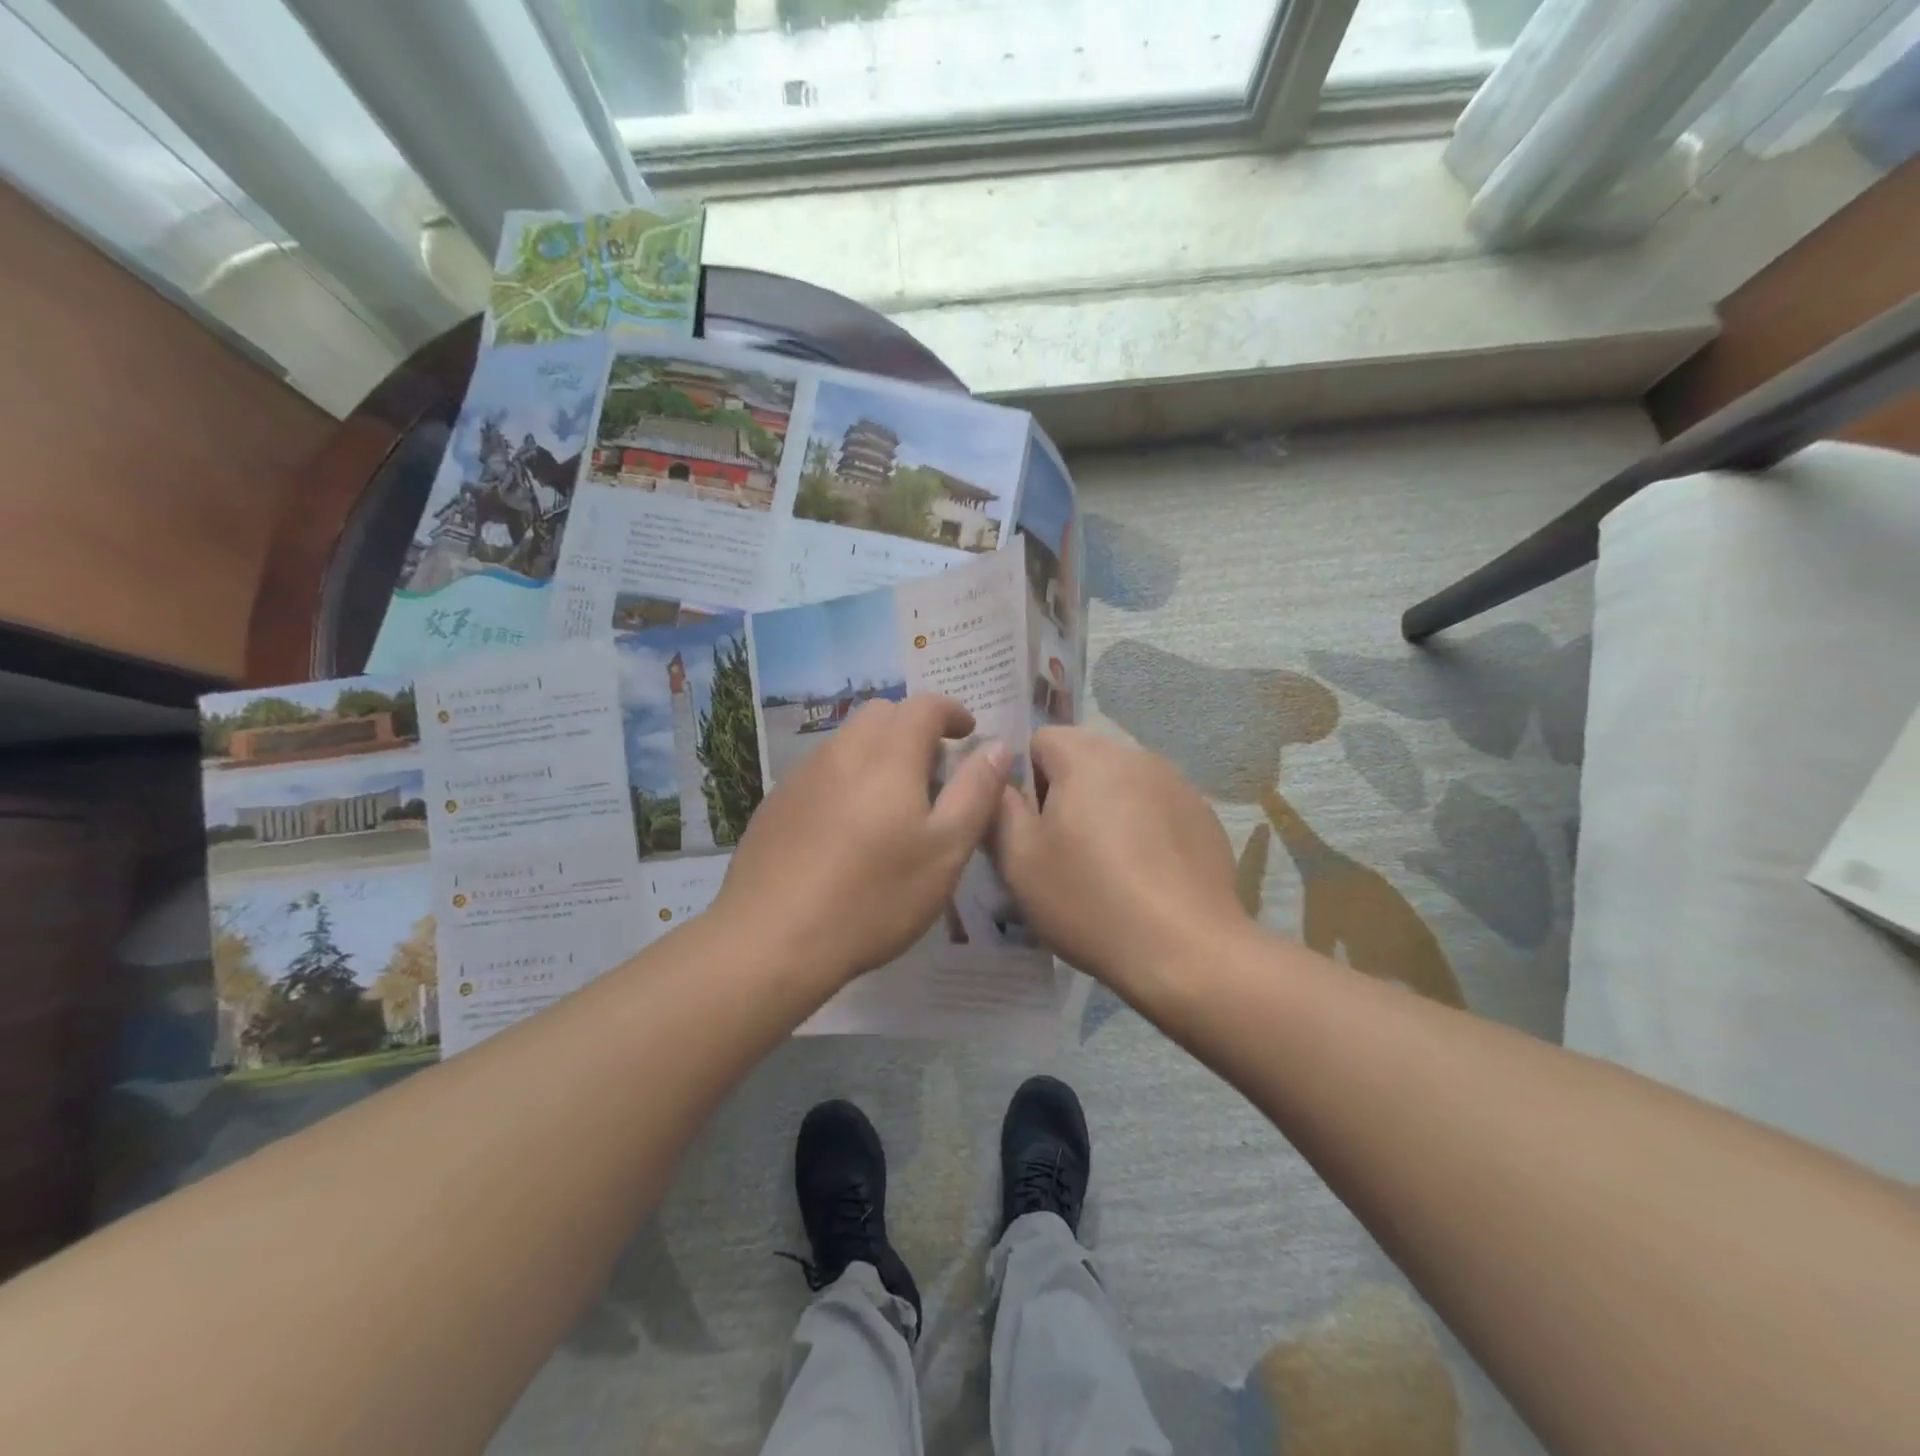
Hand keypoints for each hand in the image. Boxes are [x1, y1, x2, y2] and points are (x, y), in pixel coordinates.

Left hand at [715, 694, 1011, 987]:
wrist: (771, 939)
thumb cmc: (874, 896)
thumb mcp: (945, 851)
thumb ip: (976, 792)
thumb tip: (996, 747)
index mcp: (888, 755)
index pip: (925, 706)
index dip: (952, 712)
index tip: (969, 732)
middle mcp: (842, 751)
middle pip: (881, 714)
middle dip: (913, 728)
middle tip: (933, 770)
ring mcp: (802, 775)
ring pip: (848, 741)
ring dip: (878, 752)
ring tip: (893, 802)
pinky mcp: (776, 803)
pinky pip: (821, 770)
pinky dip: (846, 777)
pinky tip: (847, 828)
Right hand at [993, 726, 1247, 1002]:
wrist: (1186, 950)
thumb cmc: (1089, 900)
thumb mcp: (1020, 860)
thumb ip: (1000, 808)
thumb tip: (999, 778)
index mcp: (1087, 757)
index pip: (1041, 739)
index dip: (1025, 779)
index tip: (1029, 826)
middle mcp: (1136, 756)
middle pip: (1084, 759)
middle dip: (1066, 794)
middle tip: (1061, 851)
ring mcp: (1177, 784)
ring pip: (1122, 784)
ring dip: (1105, 810)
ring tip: (1106, 868)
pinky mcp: (1204, 817)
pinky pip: (1157, 808)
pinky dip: (1143, 829)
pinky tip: (1145, 878)